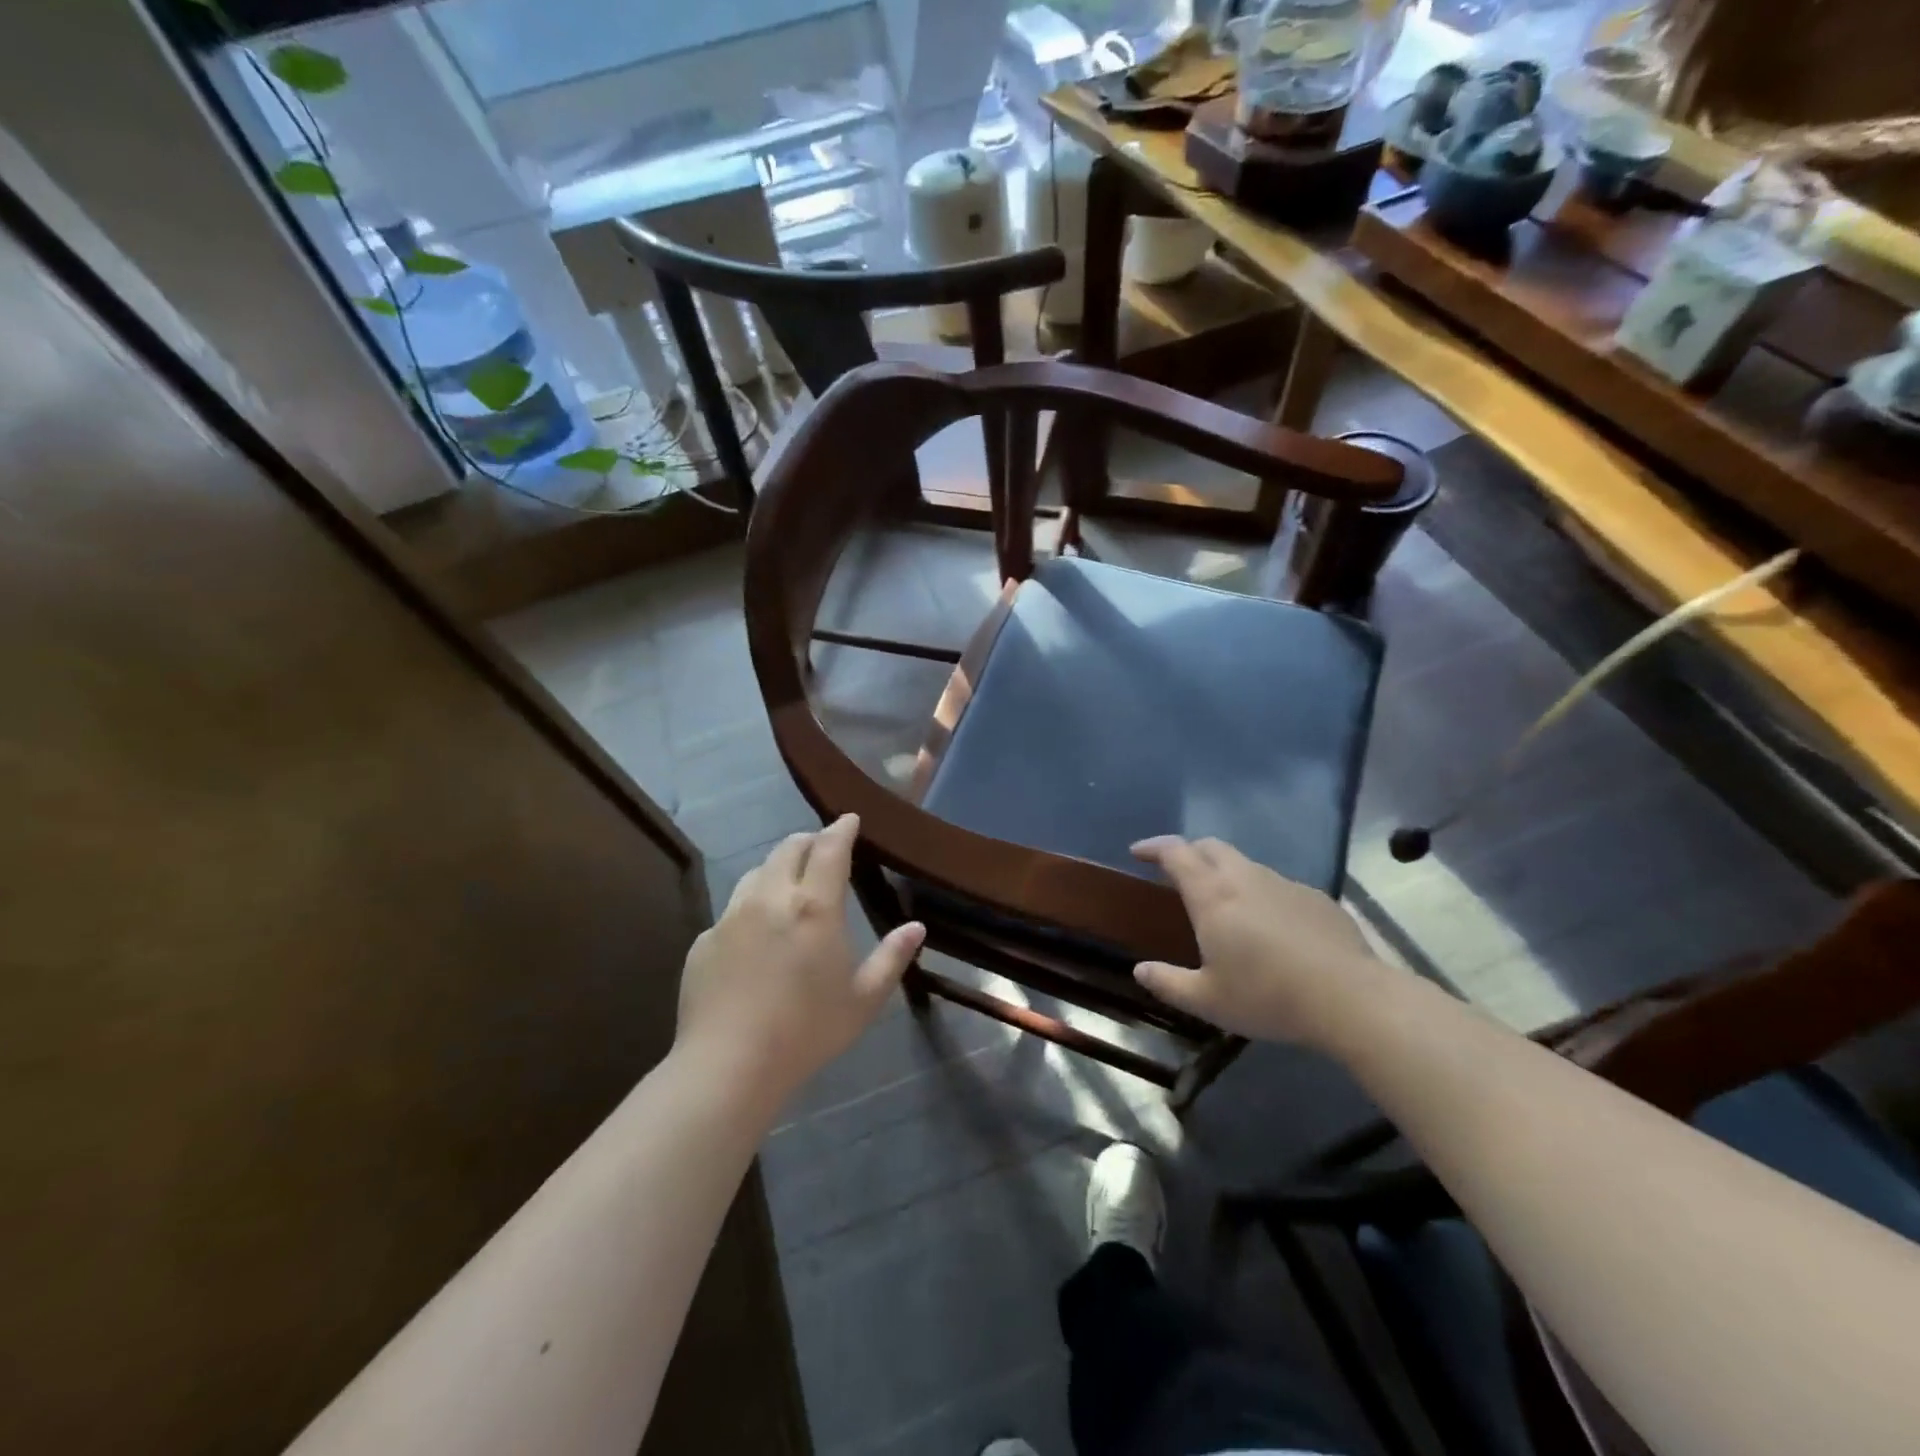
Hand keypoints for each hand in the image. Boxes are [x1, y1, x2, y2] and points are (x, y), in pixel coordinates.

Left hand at [675, 814, 924, 1109]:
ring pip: (757, 872)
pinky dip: (751, 905)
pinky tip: (755, 932)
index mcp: (815, 907)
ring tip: (789, 881)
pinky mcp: (705, 939)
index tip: (849, 818)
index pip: (830, 848)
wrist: (729, 1065)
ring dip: (778, 867)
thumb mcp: (864, 1000)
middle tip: (822, 847)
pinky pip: (732, 909)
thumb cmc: (807, 1032)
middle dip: (809, 840)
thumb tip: (917, 926)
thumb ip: (892, 957)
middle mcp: (771, 898)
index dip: (841, 828)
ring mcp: (732, 917)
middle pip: (789, 848)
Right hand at [1130, 836, 1389, 1047]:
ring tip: (1223, 903)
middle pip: (1210, 846)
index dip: (1153, 846)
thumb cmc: (1267, 996)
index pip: (1175, 852)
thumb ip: (1168, 983)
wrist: (1350, 998)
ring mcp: (1283, 884)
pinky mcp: (1315, 897)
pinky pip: (1277, 886)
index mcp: (1212, 895)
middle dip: (1189, 851)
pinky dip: (1261, 894)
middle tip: (1177, 871)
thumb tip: (1140, 970)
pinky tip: (1270, 927)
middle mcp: (1245, 878)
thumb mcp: (1208, 1000)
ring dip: (1225, 872)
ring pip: (1245, 864)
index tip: (1138, 852)